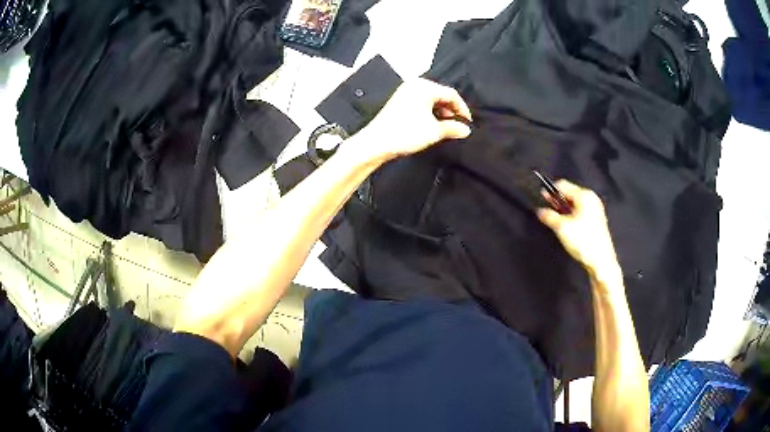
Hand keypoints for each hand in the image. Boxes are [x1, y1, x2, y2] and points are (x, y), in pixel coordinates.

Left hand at [349, 78, 471, 163]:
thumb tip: (465, 130)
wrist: (376, 142)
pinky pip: (421, 104)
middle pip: (441, 95)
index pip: (451, 94)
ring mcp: (405, 93)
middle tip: (457, 126)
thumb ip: (453, 128)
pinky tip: (432, 126)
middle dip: (451, 111)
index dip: (462, 109)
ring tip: (446, 128)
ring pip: (431, 100)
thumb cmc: (405, 133)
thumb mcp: (434, 131)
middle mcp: (414, 85)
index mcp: (424, 86)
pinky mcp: (399, 102)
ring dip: (441, 113)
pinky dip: (430, 113)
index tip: (467, 123)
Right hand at [537, 180, 620, 279]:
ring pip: (574, 205)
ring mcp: (595, 210)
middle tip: (547, 211)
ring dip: (564, 211)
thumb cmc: (585, 242)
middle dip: (557, 202)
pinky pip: (580, 212)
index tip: (541, 199)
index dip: (550, 192)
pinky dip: (571, 217)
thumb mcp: (562, 228)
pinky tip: (567, 227)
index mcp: (585, 196)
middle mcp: (592, 200)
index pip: (563, 185)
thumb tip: (540, 211)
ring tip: (556, 221)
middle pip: (569, 194)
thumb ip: (549, 216)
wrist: (601, 262)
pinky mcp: (596, 221)